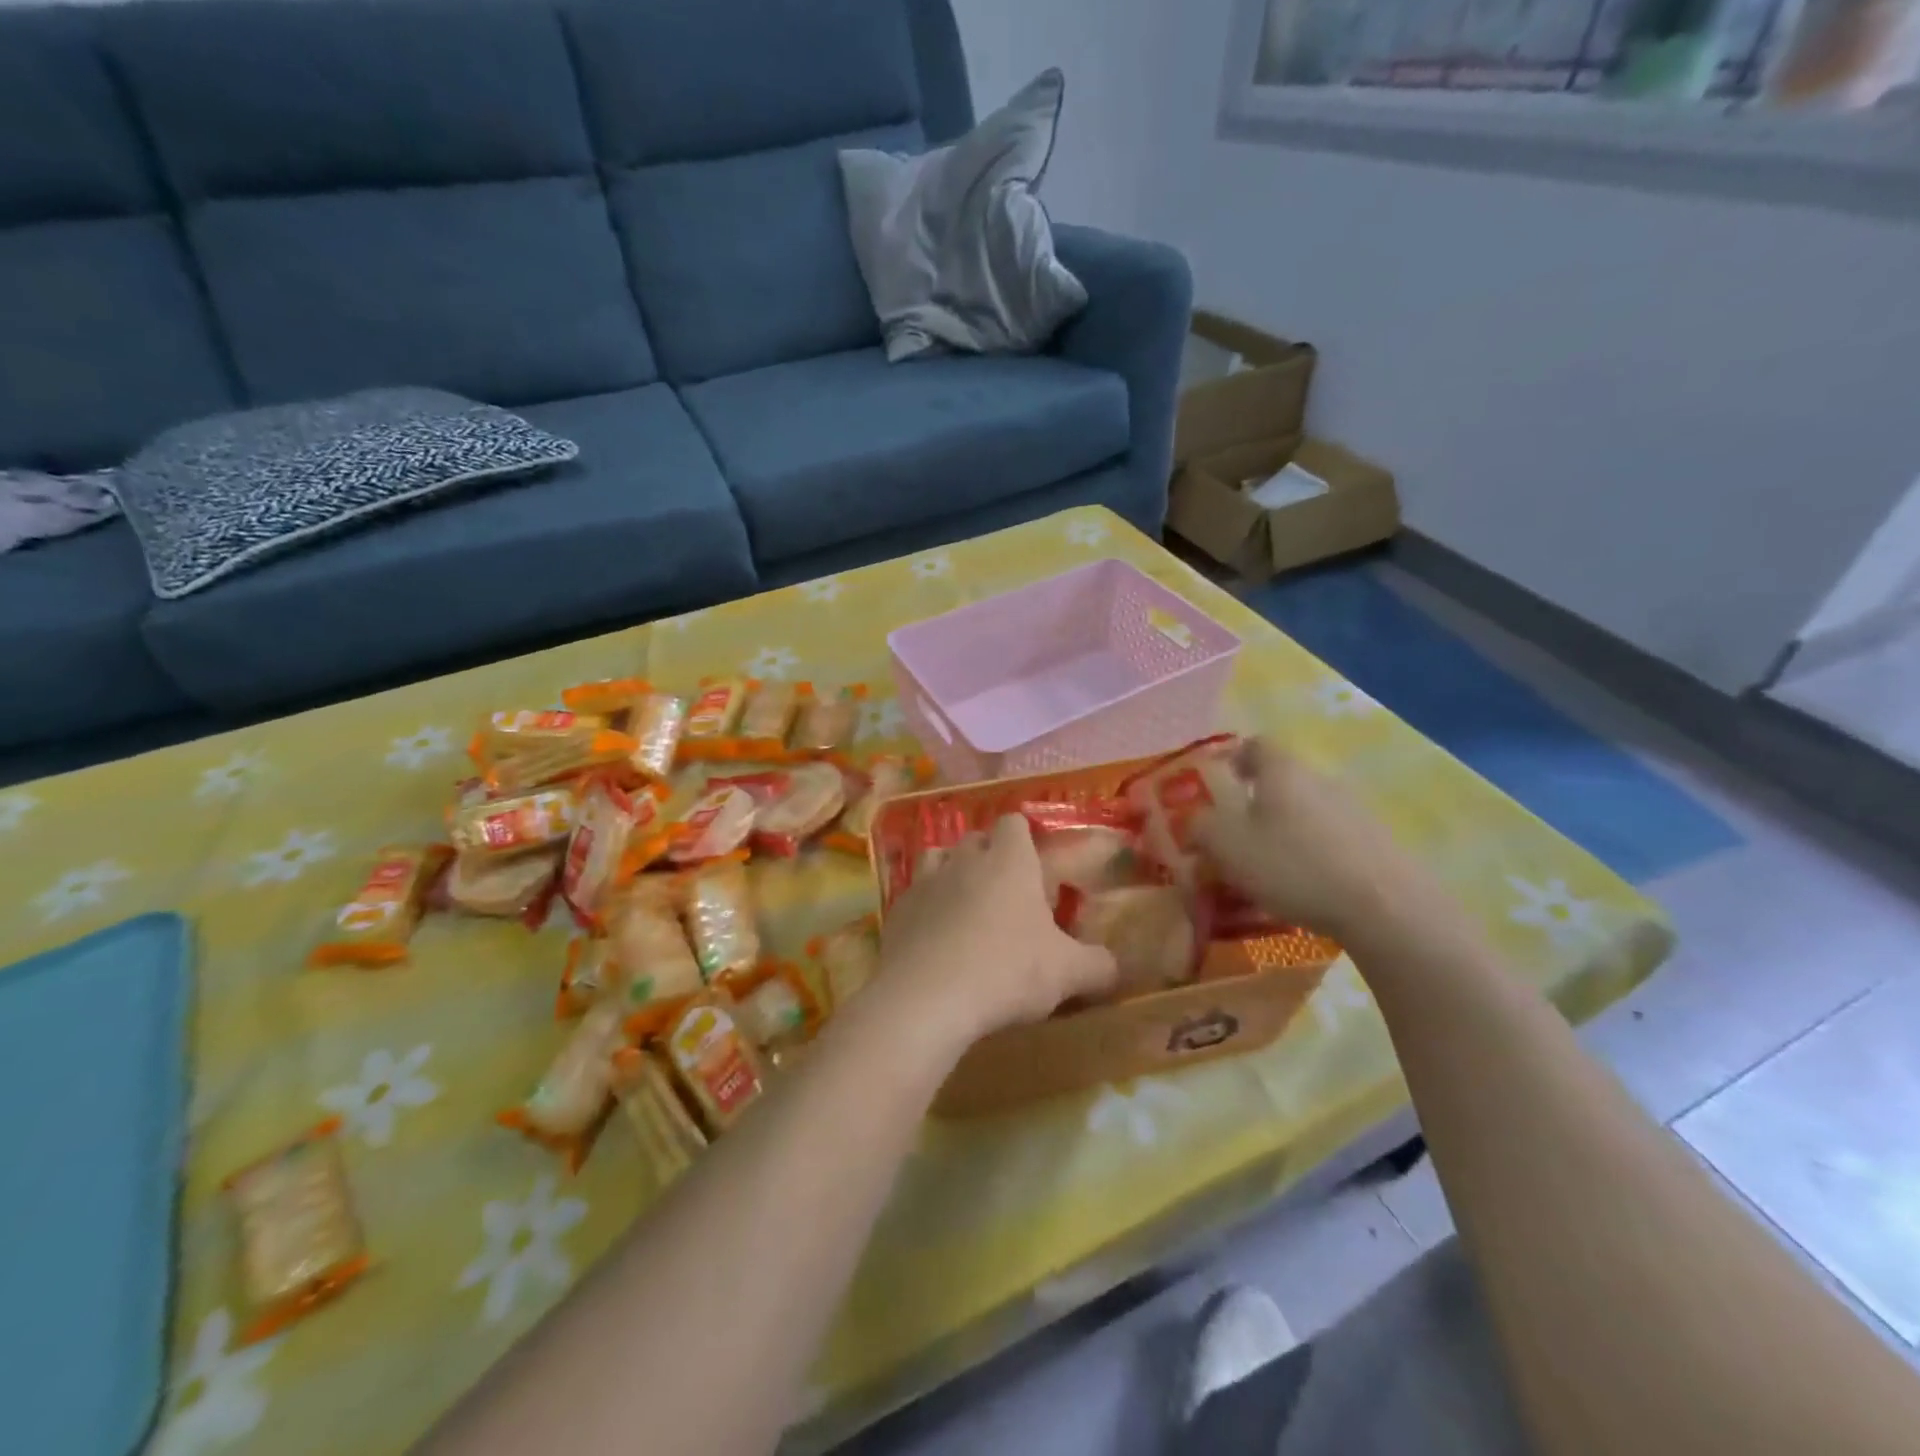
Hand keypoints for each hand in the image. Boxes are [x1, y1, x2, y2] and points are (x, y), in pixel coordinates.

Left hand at [871, 814, 1117, 1052]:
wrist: (926, 999)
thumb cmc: (1007, 971)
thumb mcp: (1067, 973)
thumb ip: (1098, 965)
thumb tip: (1113, 966)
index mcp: (1009, 860)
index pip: (1014, 822)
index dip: (1025, 837)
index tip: (1035, 864)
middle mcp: (964, 859)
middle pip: (975, 838)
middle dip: (989, 855)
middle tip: (1006, 893)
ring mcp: (924, 881)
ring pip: (938, 858)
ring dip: (952, 873)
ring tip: (965, 906)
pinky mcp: (896, 910)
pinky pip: (912, 895)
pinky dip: (925, 907)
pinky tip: (933, 938)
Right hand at [1193, 738, 1444, 942]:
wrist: (1385, 907)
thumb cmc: (1293, 865)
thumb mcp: (1227, 847)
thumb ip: (1200, 826)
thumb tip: (1194, 819)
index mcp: (1282, 769)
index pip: (1255, 744)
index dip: (1232, 759)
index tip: (1217, 784)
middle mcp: (1319, 778)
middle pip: (1281, 779)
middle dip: (1255, 801)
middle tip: (1234, 834)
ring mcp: (1354, 809)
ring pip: (1306, 810)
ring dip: (1285, 829)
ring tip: (1267, 866)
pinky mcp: (1376, 842)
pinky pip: (1331, 838)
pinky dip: (1312, 852)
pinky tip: (1304, 885)